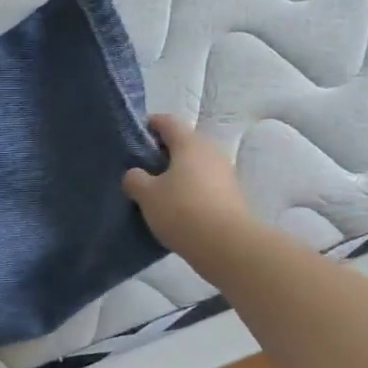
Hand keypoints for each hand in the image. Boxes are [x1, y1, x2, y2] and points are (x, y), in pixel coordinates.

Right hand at [123, 115, 254, 261]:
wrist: (228, 246)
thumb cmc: (182, 211)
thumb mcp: (147, 195)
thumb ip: (135, 179)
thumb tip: (136, 175)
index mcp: (189, 143)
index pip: (167, 121)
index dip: (150, 125)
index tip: (135, 139)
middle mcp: (211, 151)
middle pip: (184, 143)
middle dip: (163, 153)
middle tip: (143, 169)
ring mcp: (225, 173)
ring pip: (195, 165)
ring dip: (178, 173)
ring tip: (158, 192)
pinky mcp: (232, 196)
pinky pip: (205, 184)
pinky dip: (191, 190)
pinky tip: (178, 209)